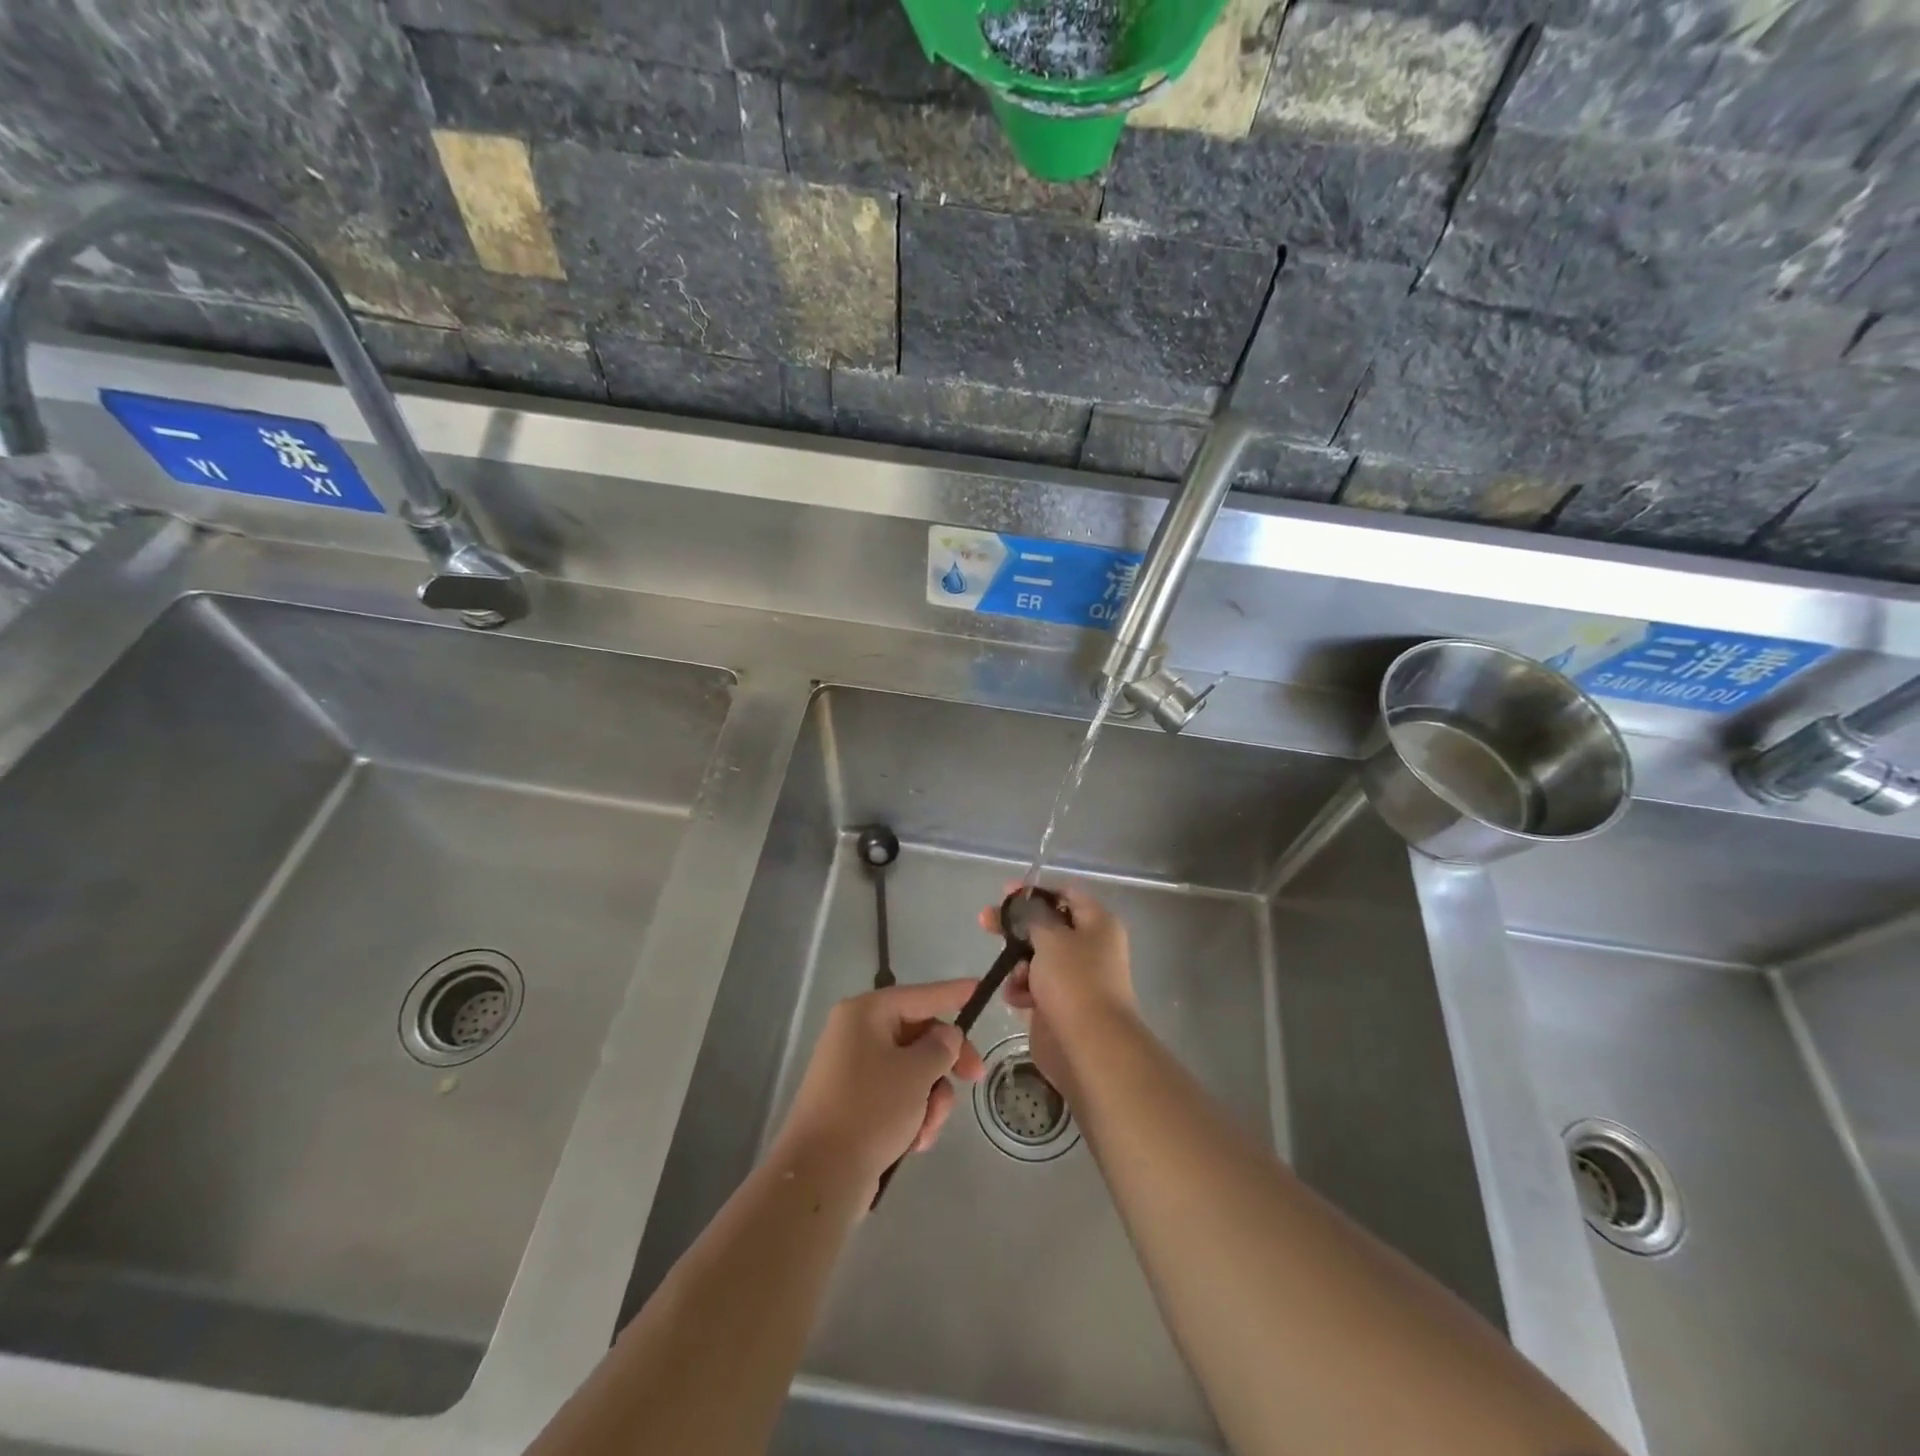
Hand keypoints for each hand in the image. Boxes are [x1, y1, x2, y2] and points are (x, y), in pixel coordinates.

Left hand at [772, 979, 986, 1196]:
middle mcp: (856, 1034)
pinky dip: (912, 1116)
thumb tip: (946, 1036)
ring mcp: (853, 1071)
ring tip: (927, 1127)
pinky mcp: (855, 1105)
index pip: (919, 996)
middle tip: (975, 1078)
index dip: (952, 993)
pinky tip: (914, 1142)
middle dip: (945, 1063)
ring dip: (930, 1098)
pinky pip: (896, 1098)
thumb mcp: (916, 1073)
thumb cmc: (871, 1109)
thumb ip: (940, 1048)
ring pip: (912, 1072)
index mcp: (865, 1014)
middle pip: (918, 1036)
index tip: (979, 988)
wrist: (820, 1176)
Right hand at [978, 884, 1135, 1098]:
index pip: (1065, 894)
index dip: (1035, 892)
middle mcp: (1090, 947)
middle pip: (1047, 927)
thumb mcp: (1051, 936)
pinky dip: (1023, 990)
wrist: (1090, 1046)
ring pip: (1036, 959)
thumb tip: (1026, 903)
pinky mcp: (1061, 1005)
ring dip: (1018, 965)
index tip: (1005, 893)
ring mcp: (1076, 978)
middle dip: (1016, 928)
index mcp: (1098, 924)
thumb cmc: (1074, 981)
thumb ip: (1032, 915)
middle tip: (986, 922)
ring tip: (1015, 977)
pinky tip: (1017, 1000)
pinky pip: (1035, 988)